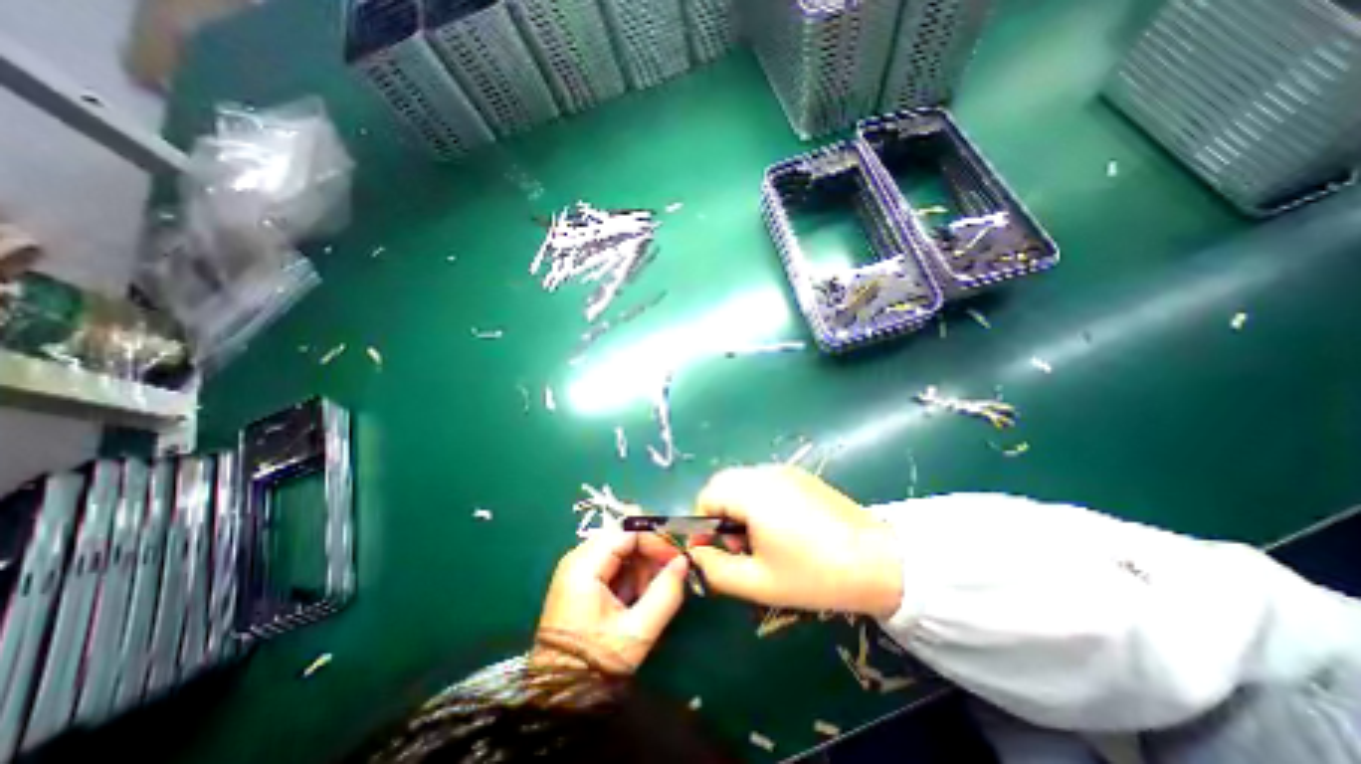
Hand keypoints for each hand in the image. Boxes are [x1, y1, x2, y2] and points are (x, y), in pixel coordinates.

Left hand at [535, 530, 692, 670]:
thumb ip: (665, 593)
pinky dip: (631, 575)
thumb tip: (684, 561)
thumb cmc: (595, 664)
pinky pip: (613, 562)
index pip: (627, 532)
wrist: (559, 698)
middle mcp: (577, 557)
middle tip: (668, 576)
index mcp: (584, 565)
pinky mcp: (581, 579)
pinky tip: (638, 597)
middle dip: (649, 553)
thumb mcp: (637, 632)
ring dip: (641, 566)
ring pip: (620, 548)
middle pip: (623, 536)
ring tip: (651, 594)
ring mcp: (578, 568)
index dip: (655, 540)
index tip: (677, 559)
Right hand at [692, 464, 902, 616]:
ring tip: (761, 538)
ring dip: (738, 505)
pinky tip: (783, 526)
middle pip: (723, 483)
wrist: (877, 561)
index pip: (707, 495)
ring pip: (743, 481)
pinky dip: (758, 498)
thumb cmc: (814, 575)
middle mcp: (765, 473)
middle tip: (740, 545)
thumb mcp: (759, 582)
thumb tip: (697, 553)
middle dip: (720, 512)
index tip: (719, 550)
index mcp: (751, 493)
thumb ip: (717, 569)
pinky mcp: (801, 475)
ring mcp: (785, 471)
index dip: (704, 523)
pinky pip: (763, 481)